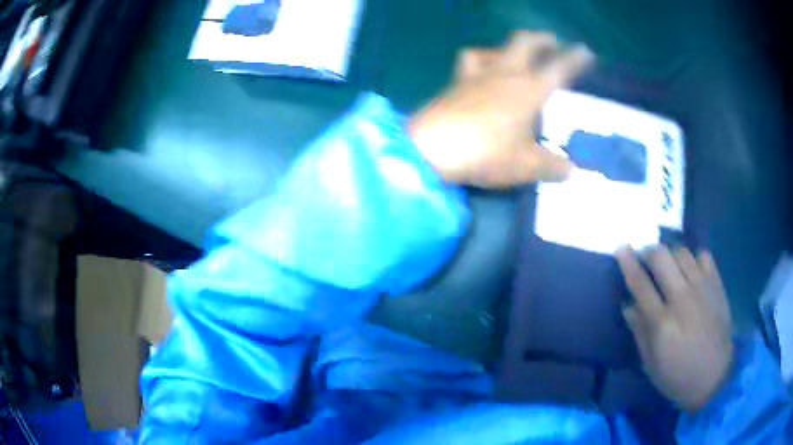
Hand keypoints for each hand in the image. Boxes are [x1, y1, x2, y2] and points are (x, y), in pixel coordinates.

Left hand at [409, 31, 593, 187]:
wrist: (431, 149)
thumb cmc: (486, 153)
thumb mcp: (527, 166)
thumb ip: (553, 167)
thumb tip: (571, 170)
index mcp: (529, 90)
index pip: (559, 68)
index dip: (575, 59)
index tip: (586, 51)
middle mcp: (504, 74)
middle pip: (524, 42)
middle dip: (541, 39)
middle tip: (553, 41)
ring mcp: (476, 75)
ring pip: (494, 48)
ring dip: (509, 47)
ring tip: (515, 56)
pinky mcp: (454, 82)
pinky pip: (470, 61)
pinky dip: (480, 60)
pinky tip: (481, 71)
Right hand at [616, 246, 733, 411]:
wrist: (714, 376)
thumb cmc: (678, 375)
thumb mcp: (651, 364)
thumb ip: (640, 332)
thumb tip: (629, 306)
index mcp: (662, 323)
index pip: (640, 284)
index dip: (628, 263)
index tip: (621, 248)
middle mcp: (682, 298)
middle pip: (661, 257)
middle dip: (649, 252)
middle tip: (646, 258)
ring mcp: (702, 288)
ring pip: (682, 252)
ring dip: (671, 255)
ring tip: (670, 266)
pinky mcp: (717, 284)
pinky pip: (703, 256)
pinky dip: (694, 258)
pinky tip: (692, 271)